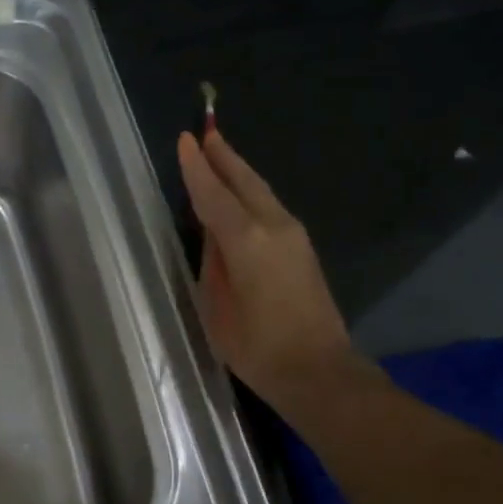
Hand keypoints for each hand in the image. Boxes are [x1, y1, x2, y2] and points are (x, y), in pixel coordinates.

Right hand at [177, 128, 353, 412]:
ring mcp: (294, 236)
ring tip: (220, 154)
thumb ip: (213, 265)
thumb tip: (214, 236)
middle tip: (206, 133)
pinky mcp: (303, 249)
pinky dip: (252, 193)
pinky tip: (243, 195)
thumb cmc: (257, 348)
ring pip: (262, 192)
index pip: (214, 195)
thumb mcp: (217, 309)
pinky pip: (271, 207)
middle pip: (245, 182)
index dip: (197, 169)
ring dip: (239, 172)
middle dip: (224, 157)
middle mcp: (274, 227)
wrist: (317, 370)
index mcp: (246, 241)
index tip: (185, 140)